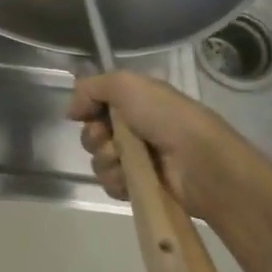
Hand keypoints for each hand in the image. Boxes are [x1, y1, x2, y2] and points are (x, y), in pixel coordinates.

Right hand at [67, 72, 271, 222]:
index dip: (88, 109)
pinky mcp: (140, 186)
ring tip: (124, 161)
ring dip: (106, 160)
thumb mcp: (127, 85)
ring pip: (98, 160)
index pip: (96, 105)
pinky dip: (116, 181)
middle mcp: (136, 129)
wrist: (200, 162)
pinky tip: (129, 179)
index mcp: (136, 103)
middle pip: (92, 133)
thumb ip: (90, 88)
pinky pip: (109, 183)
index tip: (87, 113)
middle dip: (94, 137)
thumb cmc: (166, 118)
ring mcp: (138, 159)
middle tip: (108, 138)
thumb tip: (72, 111)